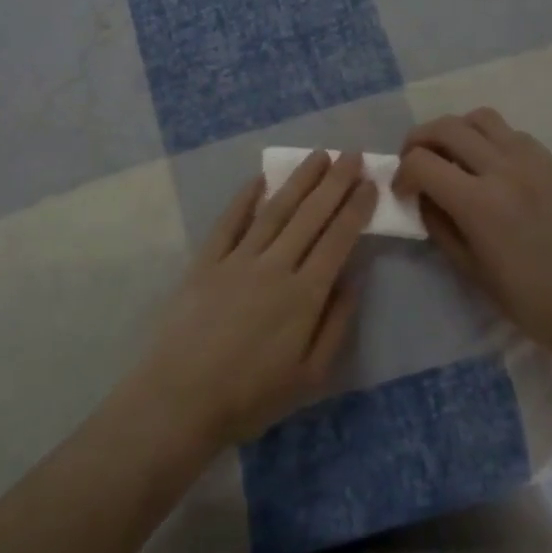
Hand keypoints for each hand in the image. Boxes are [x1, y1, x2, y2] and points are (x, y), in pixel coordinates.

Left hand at [125, 151, 374, 450]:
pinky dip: (246, 197)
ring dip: (298, 180)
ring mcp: (237, 259)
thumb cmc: (252, 396)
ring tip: (317, 156)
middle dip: (334, 182)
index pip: (337, 239)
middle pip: (310, 215)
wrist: (182, 398)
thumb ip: (336, 323)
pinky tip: (260, 179)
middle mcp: (274, 266)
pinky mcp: (206, 261)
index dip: (355, 208)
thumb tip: (353, 277)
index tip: (370, 182)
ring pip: (274, 210)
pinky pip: (230, 221)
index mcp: (304, 295)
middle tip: (352, 154)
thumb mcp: (311, 376)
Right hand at [394, 108, 551, 353]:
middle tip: (416, 163)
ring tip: (452, 156)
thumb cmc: (529, 300)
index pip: (421, 162)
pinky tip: (490, 168)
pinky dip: (489, 140)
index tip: (402, 191)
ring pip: (480, 118)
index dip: (402, 174)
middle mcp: (504, 169)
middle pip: (446, 127)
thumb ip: (438, 224)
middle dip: (419, 141)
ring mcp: (534, 161)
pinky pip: (512, 134)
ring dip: (455, 131)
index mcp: (479, 203)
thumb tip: (422, 196)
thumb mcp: (468, 268)